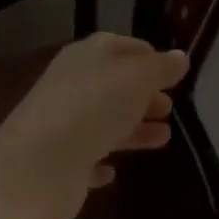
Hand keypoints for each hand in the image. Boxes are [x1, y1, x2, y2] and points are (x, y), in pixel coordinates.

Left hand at [0, 34, 189, 218]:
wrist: (38, 166)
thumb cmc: (93, 108)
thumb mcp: (135, 79)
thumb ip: (160, 68)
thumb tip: (180, 57)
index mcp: (87, 57)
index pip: (120, 46)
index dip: (147, 56)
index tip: (172, 70)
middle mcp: (72, 86)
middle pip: (114, 85)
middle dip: (143, 94)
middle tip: (170, 106)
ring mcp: (63, 125)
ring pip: (104, 122)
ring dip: (133, 128)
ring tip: (164, 137)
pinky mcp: (59, 163)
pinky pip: (85, 158)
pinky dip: (101, 161)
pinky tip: (114, 171)